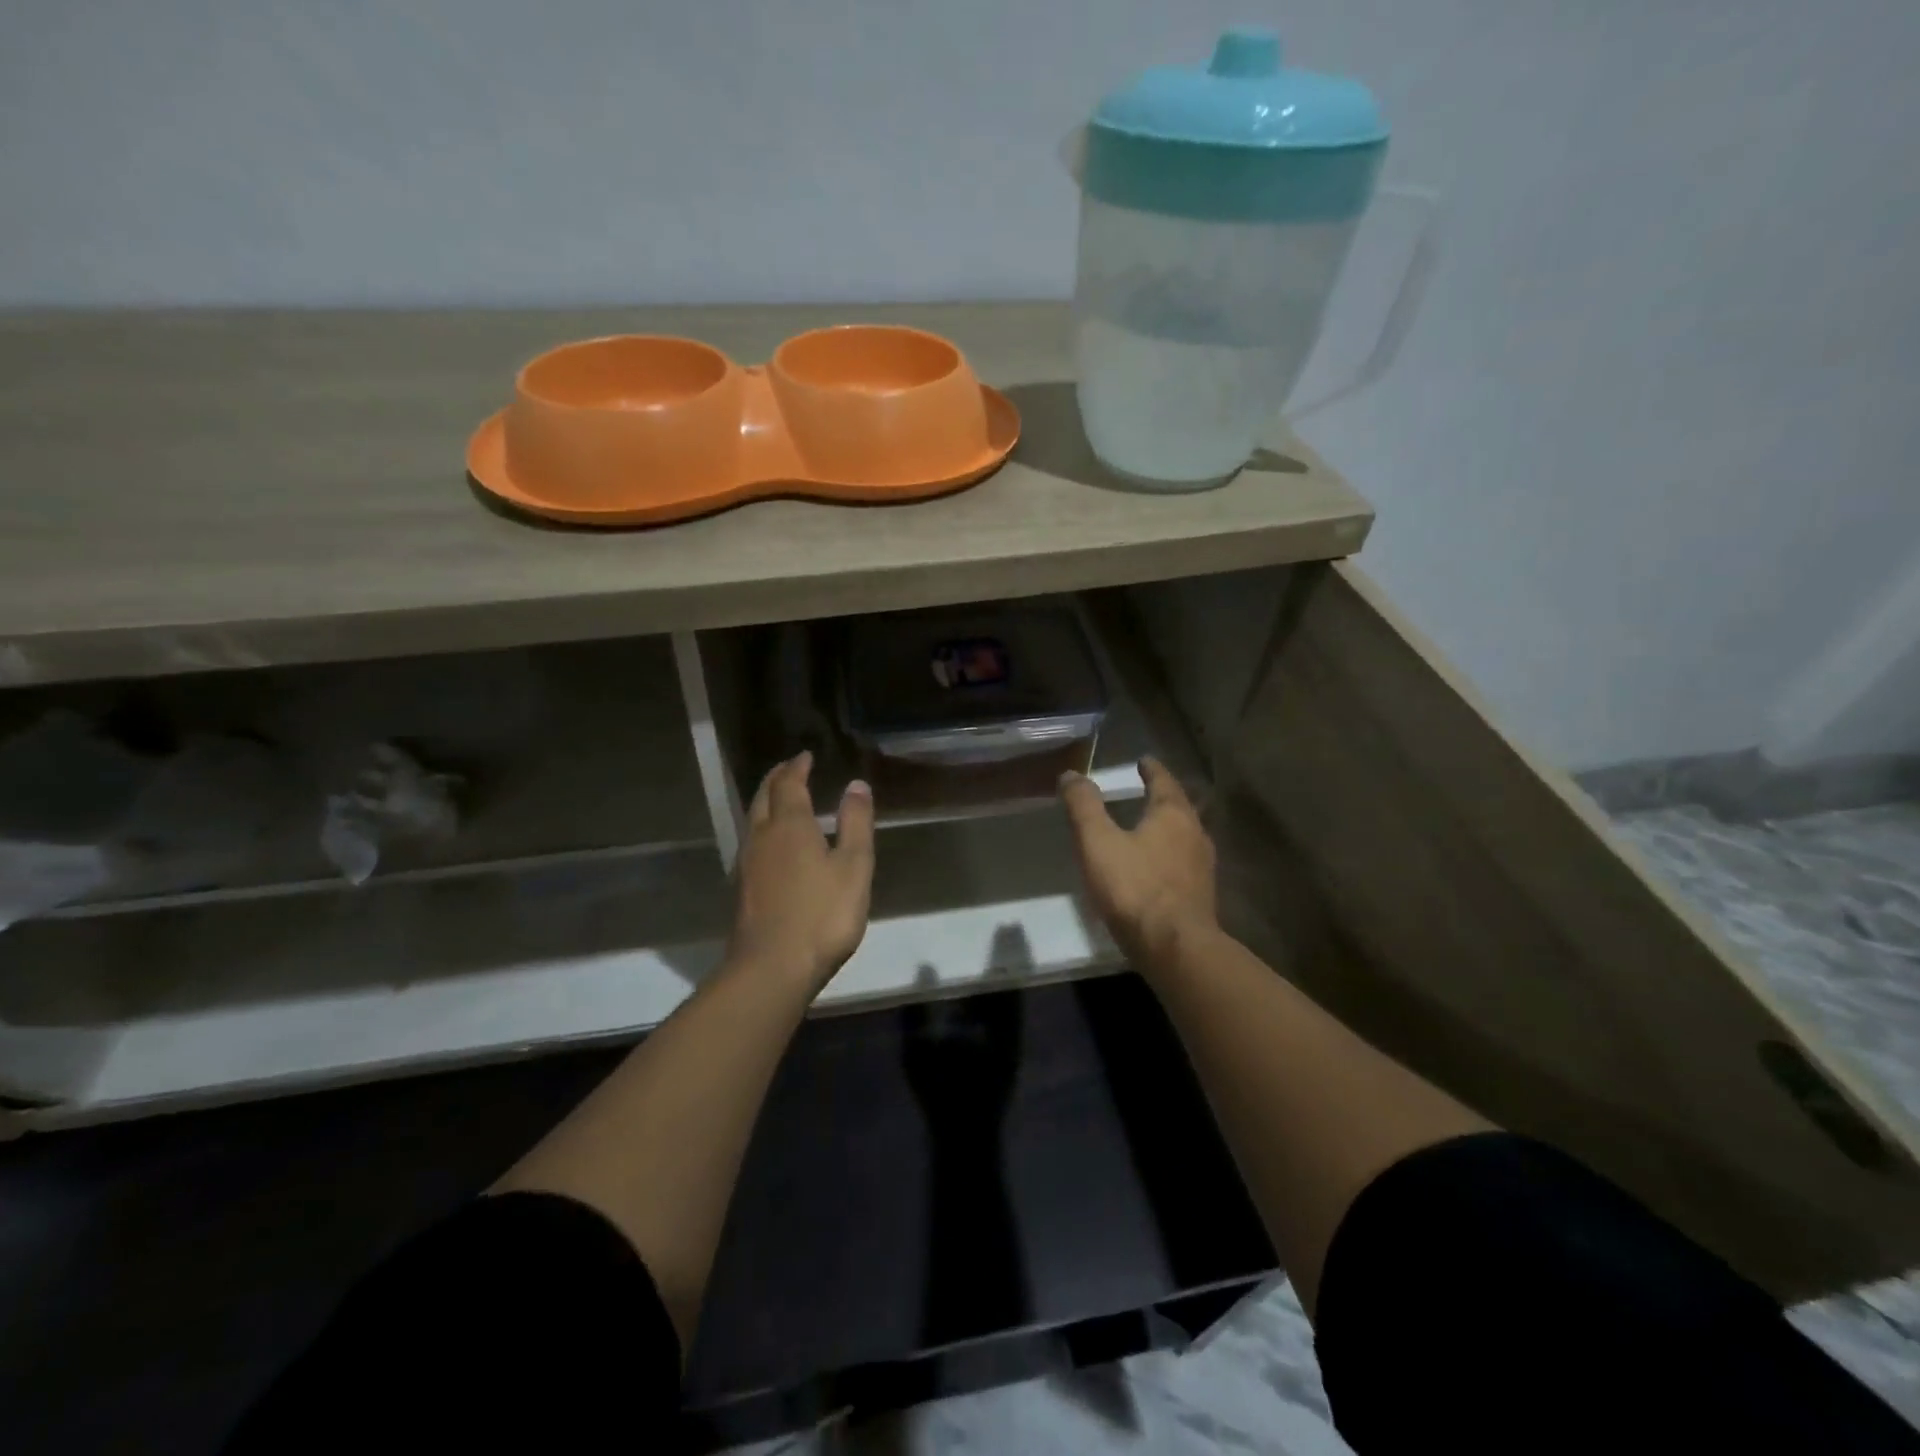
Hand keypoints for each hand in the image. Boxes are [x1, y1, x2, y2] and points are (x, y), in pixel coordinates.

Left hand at [728, 751, 874, 991]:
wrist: (771, 968)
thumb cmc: (822, 915)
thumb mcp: (854, 867)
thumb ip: (855, 823)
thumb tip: (856, 784)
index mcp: (790, 825)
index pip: (789, 784)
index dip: (797, 767)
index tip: (806, 756)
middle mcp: (762, 836)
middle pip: (764, 796)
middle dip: (777, 778)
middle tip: (790, 768)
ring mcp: (747, 863)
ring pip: (753, 819)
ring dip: (766, 801)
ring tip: (782, 799)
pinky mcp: (742, 888)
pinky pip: (751, 842)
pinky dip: (763, 827)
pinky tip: (773, 844)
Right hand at [1059, 757, 1216, 964]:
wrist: (1175, 948)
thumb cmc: (1135, 888)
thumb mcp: (1098, 843)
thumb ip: (1084, 807)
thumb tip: (1071, 774)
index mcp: (1173, 815)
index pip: (1164, 782)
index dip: (1152, 770)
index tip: (1143, 760)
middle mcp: (1195, 835)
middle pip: (1180, 807)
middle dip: (1164, 797)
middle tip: (1148, 789)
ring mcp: (1202, 867)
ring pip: (1186, 836)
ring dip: (1170, 826)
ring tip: (1150, 826)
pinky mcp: (1200, 896)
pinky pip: (1185, 863)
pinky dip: (1171, 855)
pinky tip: (1157, 867)